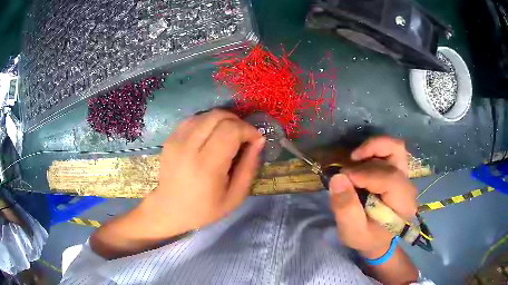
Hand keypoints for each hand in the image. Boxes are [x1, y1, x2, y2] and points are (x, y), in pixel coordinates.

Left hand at [140, 110, 264, 237]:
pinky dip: (208, 122)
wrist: (169, 209)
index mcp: (207, 165)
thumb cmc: (204, 209)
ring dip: (223, 120)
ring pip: (206, 114)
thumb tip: (258, 141)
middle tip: (244, 136)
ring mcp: (177, 140)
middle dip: (237, 122)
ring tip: (229, 136)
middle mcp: (189, 147)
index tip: (255, 140)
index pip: (231, 130)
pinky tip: (211, 135)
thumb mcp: (234, 196)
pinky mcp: (170, 138)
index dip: (248, 130)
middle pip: (219, 116)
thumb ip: (249, 167)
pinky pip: (193, 119)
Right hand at [329, 136, 416, 258]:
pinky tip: (361, 159)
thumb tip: (337, 177)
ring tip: (354, 158)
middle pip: (394, 157)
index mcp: (403, 204)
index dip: (364, 175)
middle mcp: (408, 186)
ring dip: (373, 147)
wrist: (378, 239)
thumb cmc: (367, 238)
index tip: (342, 180)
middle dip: (365, 163)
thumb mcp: (352, 232)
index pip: (389, 178)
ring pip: (395, 147)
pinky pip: (391, 150)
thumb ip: (346, 208)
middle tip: (346, 174)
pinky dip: (375, 149)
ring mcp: (405, 176)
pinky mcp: (398, 171)